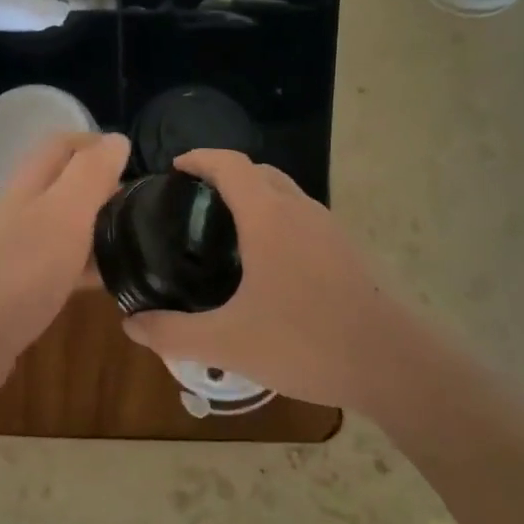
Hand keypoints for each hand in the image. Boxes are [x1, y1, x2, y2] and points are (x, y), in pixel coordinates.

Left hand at [0, 132, 129, 379]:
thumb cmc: (19, 273)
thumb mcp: (63, 214)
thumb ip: (90, 174)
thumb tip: (117, 140)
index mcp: (27, 184)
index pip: (62, 144)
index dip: (99, 144)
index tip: (138, 164)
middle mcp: (19, 210)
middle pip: (65, 184)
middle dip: (104, 188)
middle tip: (146, 208)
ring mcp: (17, 249)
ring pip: (65, 225)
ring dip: (98, 227)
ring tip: (139, 242)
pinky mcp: (20, 286)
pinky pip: (60, 263)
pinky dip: (87, 265)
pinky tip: (111, 281)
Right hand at [121, 150, 412, 412]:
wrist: (392, 365)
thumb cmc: (305, 343)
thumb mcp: (227, 343)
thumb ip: (172, 333)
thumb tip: (130, 325)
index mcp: (269, 218)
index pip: (231, 165)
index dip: (201, 158)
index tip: (176, 168)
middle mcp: (301, 212)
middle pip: (260, 173)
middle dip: (225, 175)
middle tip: (193, 202)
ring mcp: (330, 231)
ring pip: (286, 195)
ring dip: (254, 197)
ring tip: (224, 230)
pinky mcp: (347, 253)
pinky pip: (303, 219)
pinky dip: (276, 220)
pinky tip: (265, 264)